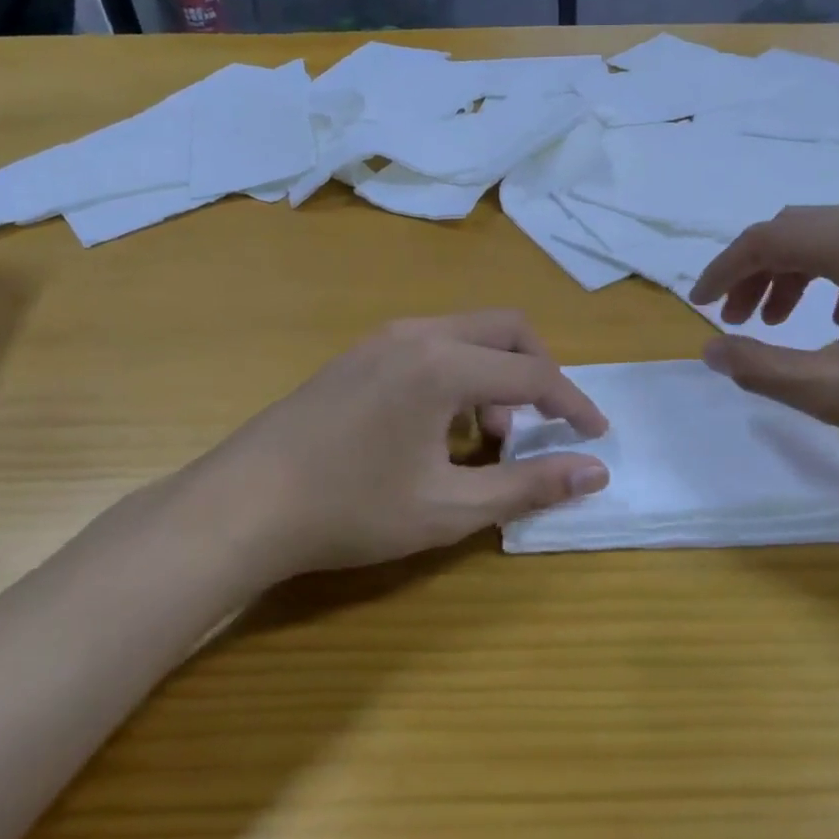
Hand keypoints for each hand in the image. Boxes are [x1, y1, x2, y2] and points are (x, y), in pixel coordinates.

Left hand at [162, 311, 609, 579]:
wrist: (242, 505)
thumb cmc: (351, 510)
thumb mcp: (450, 508)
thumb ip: (529, 485)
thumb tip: (595, 471)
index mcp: (444, 364)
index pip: (534, 373)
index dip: (573, 404)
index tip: (596, 434)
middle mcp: (418, 334)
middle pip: (506, 328)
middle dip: (537, 371)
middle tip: (539, 425)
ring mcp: (383, 338)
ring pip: (467, 334)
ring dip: (494, 374)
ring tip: (483, 439)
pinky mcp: (359, 354)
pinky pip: (432, 345)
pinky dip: (459, 373)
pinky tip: (437, 428)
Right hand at [689, 205, 838, 470]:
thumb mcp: (836, 390)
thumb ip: (762, 367)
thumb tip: (710, 350)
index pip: (767, 237)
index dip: (723, 270)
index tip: (698, 306)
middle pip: (798, 230)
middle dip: (756, 271)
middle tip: (736, 320)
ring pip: (834, 239)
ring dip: (794, 274)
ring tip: (777, 322)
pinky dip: (833, 277)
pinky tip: (837, 321)